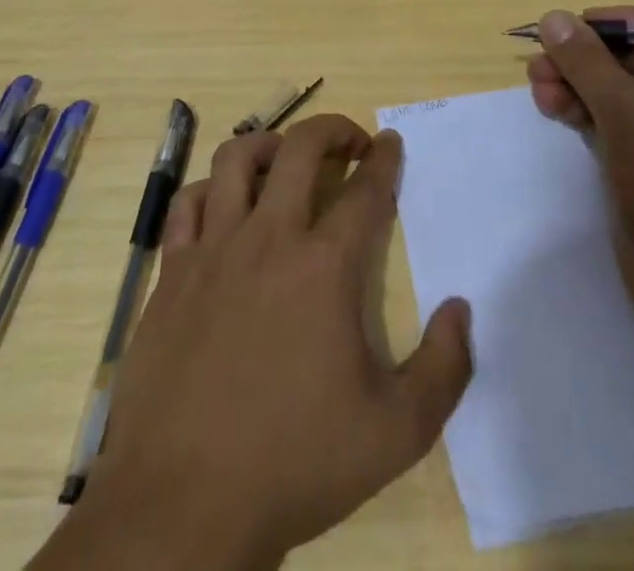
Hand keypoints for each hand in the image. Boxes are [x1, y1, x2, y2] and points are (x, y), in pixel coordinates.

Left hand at [48, 115, 472, 570]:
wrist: (184, 504)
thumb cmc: (295, 463)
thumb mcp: (396, 433)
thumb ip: (444, 368)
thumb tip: (461, 307)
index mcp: (325, 267)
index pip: (365, 189)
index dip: (384, 158)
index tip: (391, 142)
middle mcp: (269, 238)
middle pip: (301, 149)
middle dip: (333, 130)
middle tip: (350, 142)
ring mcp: (214, 249)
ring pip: (236, 159)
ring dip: (269, 144)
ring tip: (286, 159)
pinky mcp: (172, 271)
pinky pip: (186, 203)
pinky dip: (210, 189)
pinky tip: (224, 205)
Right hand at [526, 1, 633, 322]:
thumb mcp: (628, 115)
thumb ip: (588, 63)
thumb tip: (553, 17)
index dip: (621, 18)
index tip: (579, 30)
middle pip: (630, 52)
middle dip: (583, 56)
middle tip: (539, 63)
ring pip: (613, 86)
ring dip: (573, 82)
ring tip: (537, 88)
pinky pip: (609, 117)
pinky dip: (580, 109)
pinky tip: (550, 109)